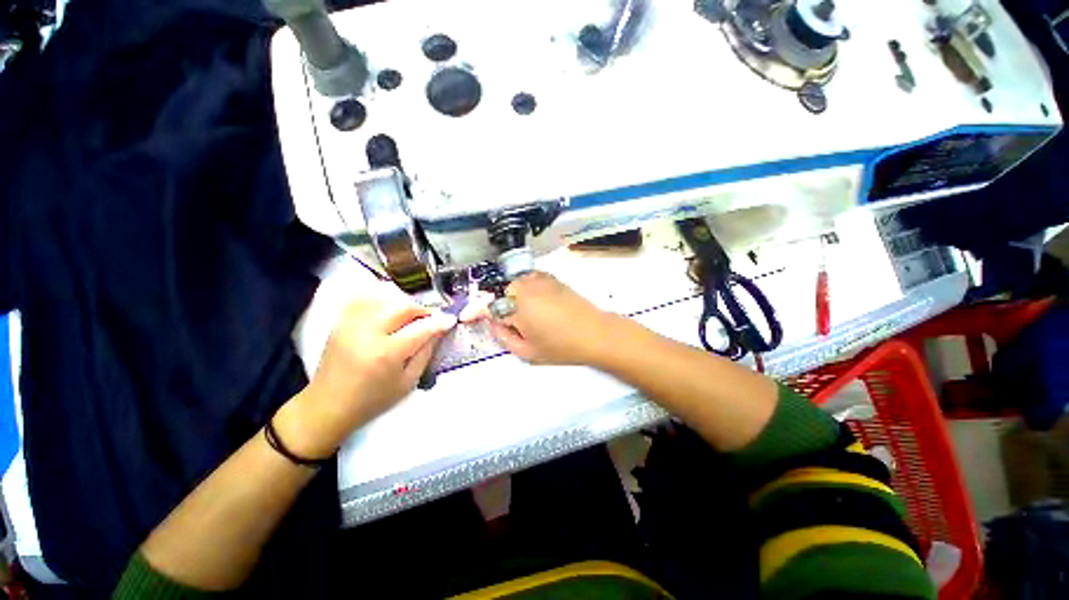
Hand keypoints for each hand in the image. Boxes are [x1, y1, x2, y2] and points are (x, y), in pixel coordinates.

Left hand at [277, 283, 456, 457]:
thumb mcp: (408, 382)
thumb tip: (438, 331)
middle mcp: (367, 332)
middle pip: (403, 306)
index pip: (421, 328)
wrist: (328, 406)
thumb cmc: (373, 400)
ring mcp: (351, 324)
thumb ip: (426, 353)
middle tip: (430, 319)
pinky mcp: (341, 322)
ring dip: (404, 303)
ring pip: (384, 298)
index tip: (450, 320)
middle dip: (422, 309)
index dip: (440, 321)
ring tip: (410, 316)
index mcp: (386, 353)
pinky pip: (364, 298)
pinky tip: (389, 309)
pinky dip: (381, 299)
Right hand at [481, 272, 621, 365]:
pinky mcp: (551, 277)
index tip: (465, 317)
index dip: (474, 312)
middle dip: (502, 308)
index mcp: (515, 305)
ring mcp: (538, 279)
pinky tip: (539, 306)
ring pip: (515, 287)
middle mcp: (524, 286)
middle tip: (515, 326)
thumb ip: (503, 336)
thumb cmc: (560, 346)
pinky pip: (529, 282)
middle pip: (502, 295)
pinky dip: (526, 291)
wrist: (595, 332)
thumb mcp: (527, 351)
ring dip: (514, 299)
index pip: (487, 306)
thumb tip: (494, 323)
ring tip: (530, 317)